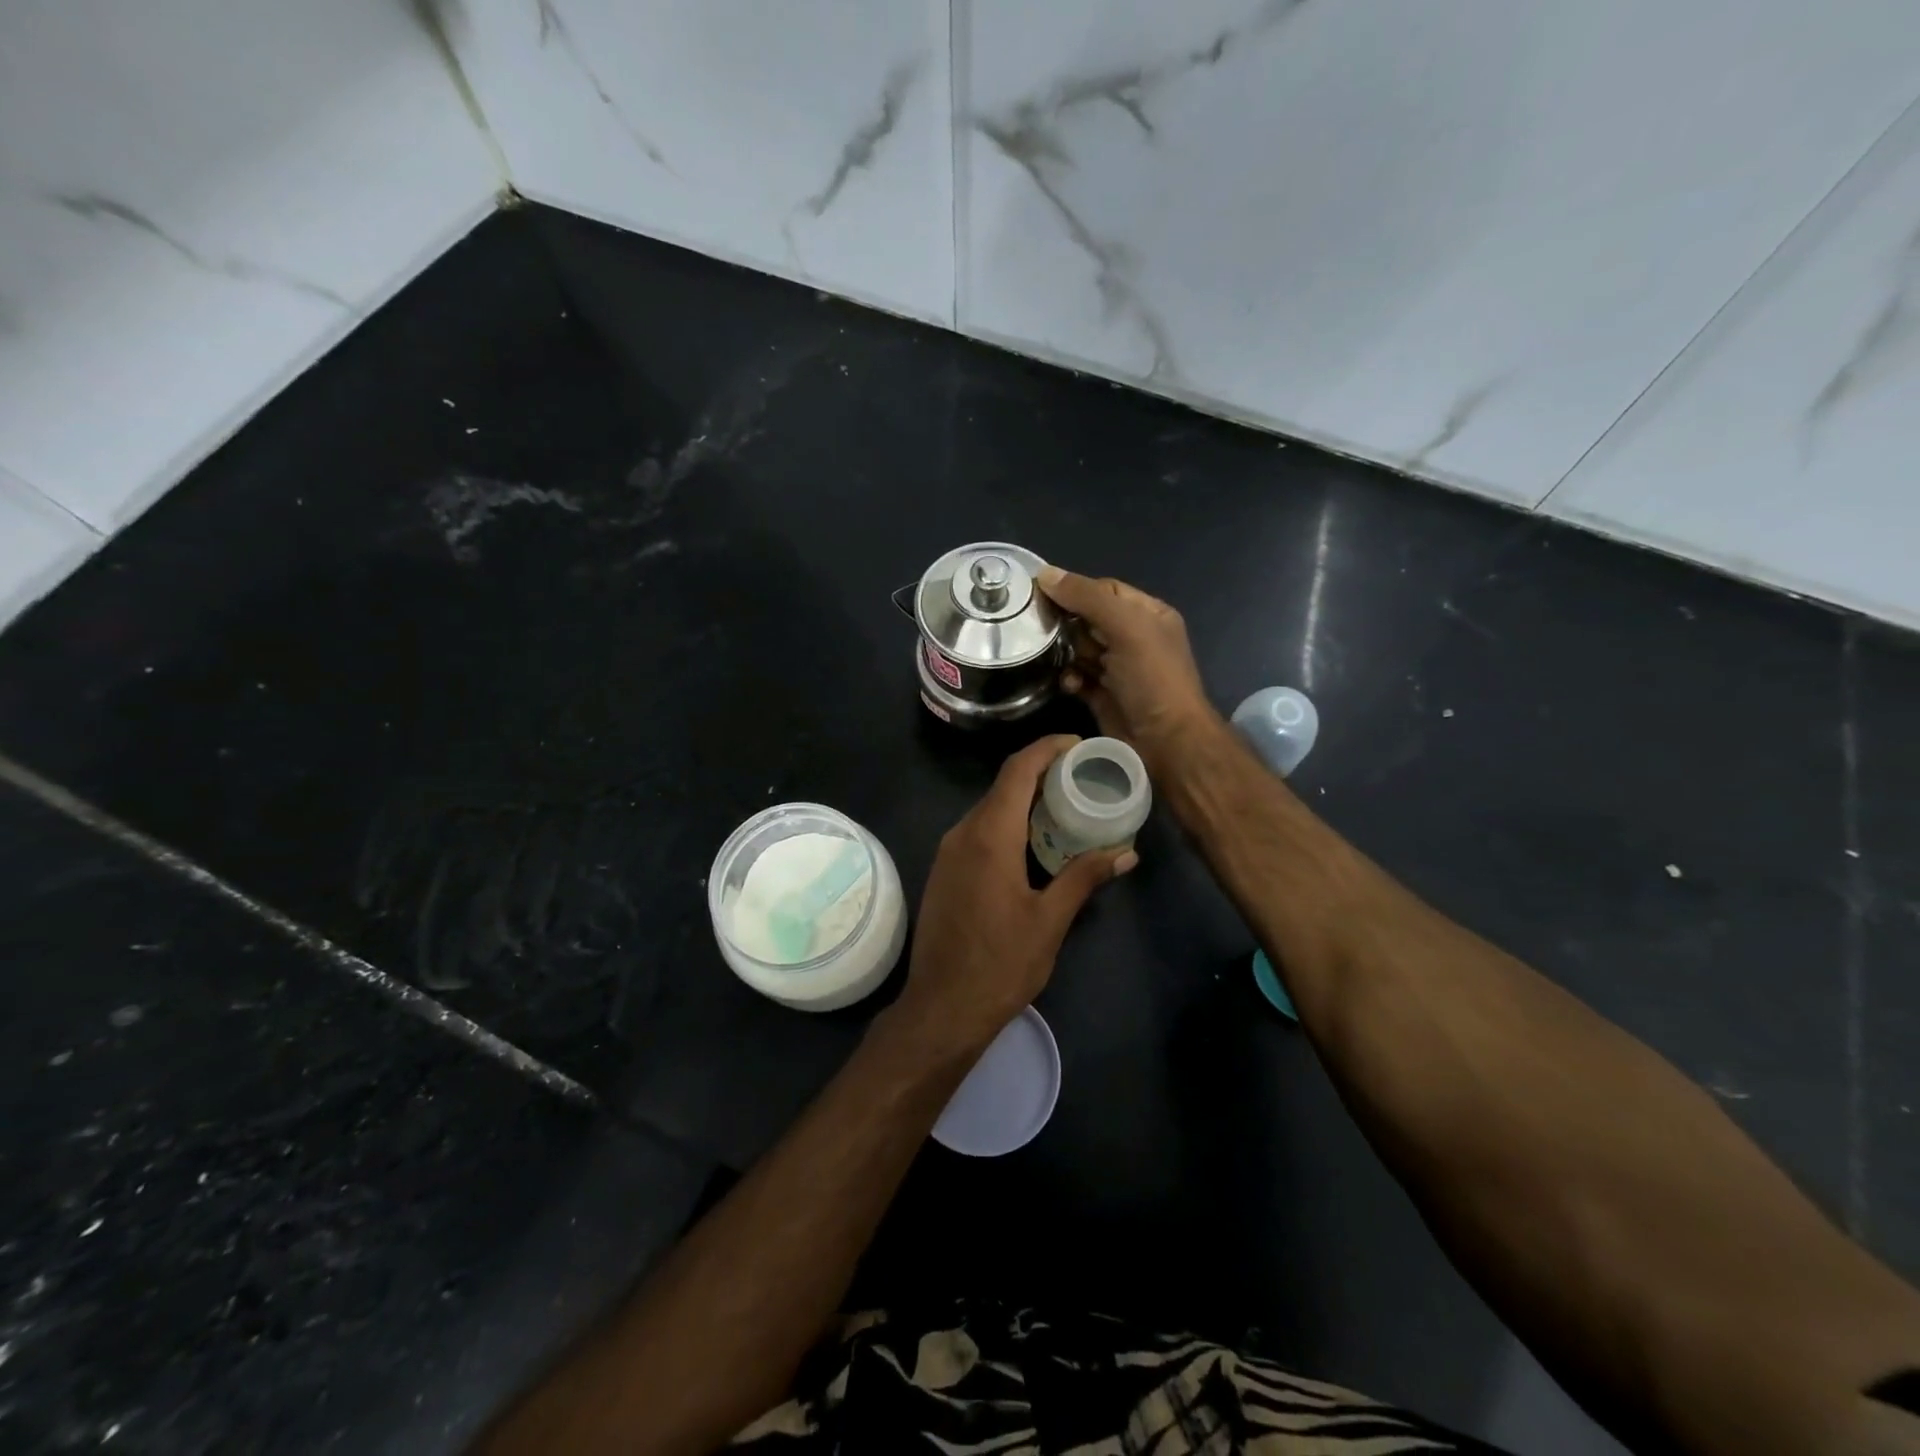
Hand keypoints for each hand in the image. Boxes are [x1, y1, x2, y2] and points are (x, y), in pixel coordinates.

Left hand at [895, 735, 1135, 1050]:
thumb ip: (1084, 878)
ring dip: (1023, 800)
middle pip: (1003, 786)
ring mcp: (948, 852)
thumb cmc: (1000, 964)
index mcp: (990, 835)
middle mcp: (963, 832)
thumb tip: (1125, 852)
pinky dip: (1006, 823)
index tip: (1077, 744)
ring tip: (1063, 807)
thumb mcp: (1050, 920)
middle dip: (1040, 773)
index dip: (1047, 748)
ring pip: (988, 808)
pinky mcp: (943, 871)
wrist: (941, 1007)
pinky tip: (1031, 843)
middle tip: (1081, 778)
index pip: (1018, 770)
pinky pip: (977, 831)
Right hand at [1035, 566, 1220, 779]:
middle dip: (1066, 623)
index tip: (1041, 593)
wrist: (1165, 741)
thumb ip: (1087, 598)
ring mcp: (1117, 668)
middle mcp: (1133, 638)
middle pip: (1087, 619)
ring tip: (1054, 658)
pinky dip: (1070, 678)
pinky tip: (1069, 684)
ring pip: (1079, 648)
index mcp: (1147, 614)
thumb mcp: (1125, 628)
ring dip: (1065, 653)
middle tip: (1042, 628)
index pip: (1104, 589)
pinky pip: (1078, 677)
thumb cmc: (1152, 678)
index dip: (1075, 589)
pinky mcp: (1102, 695)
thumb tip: (1045, 573)